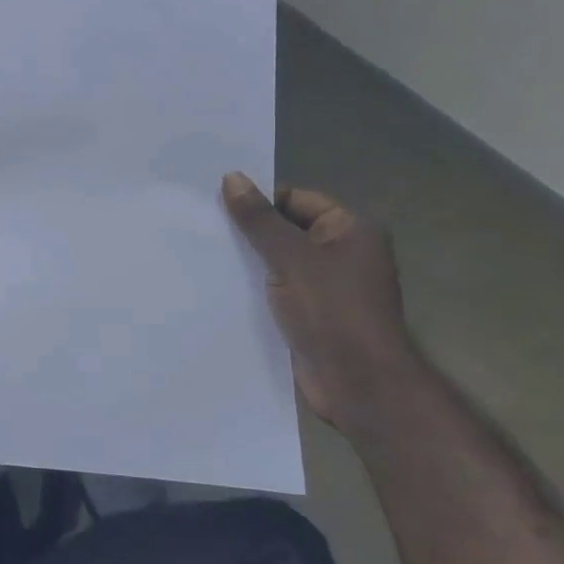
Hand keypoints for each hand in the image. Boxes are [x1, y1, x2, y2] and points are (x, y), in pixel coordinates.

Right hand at [222, 173, 416, 435]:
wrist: (359, 385)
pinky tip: (221, 287)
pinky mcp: (311, 315)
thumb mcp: (291, 258)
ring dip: (249, 262)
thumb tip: (232, 177)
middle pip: (286, 229)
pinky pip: (278, 290)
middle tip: (205, 229)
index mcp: (350, 230)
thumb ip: (259, 219)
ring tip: (206, 255)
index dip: (260, 201)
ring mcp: (327, 287)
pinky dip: (255, 288)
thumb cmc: (332, 311)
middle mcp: (342, 254)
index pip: (296, 199)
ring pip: (278, 262)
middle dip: (250, 232)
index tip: (218, 206)